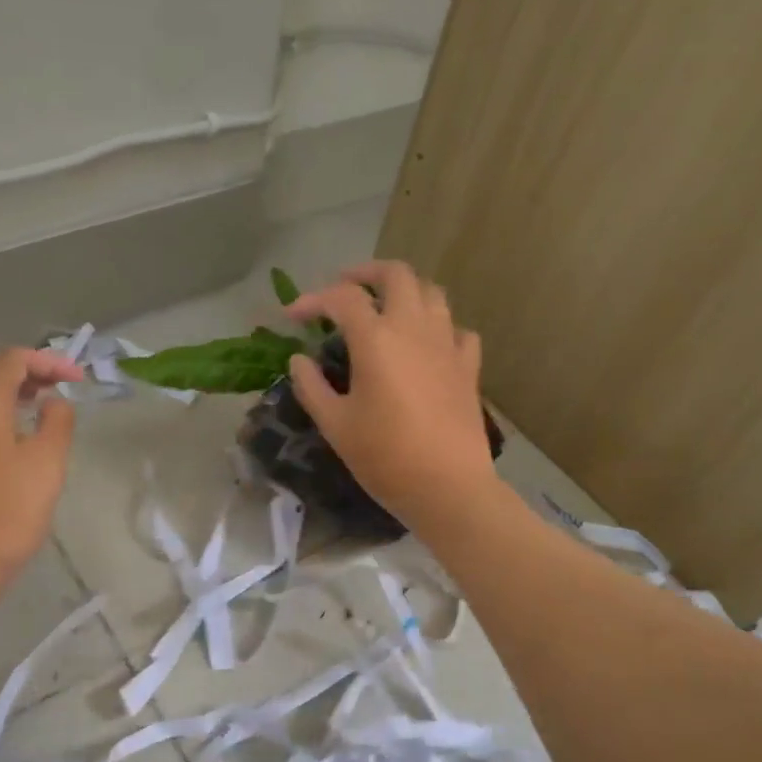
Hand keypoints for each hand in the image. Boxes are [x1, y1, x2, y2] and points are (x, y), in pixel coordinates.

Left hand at [0, 347, 84, 595]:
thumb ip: (56, 422)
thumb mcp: (47, 463)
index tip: (77, 380)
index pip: (12, 360)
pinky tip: (5, 444)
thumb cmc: (7, 512)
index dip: (48, 361)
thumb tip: (53, 402)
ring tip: (32, 411)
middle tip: (48, 387)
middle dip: (17, 368)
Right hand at [286, 260, 497, 532]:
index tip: (292, 317)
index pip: (341, 298)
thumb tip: (299, 360)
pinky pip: (456, 329)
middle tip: (344, 289)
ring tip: (384, 309)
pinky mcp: (468, 366)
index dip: (312, 300)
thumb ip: (312, 386)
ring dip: (404, 291)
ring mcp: (447, 344)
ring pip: (431, 293)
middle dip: (366, 273)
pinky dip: (437, 326)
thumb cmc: (385, 457)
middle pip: (396, 274)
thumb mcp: (335, 425)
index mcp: (377, 339)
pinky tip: (425, 345)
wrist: (449, 487)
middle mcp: (414, 328)